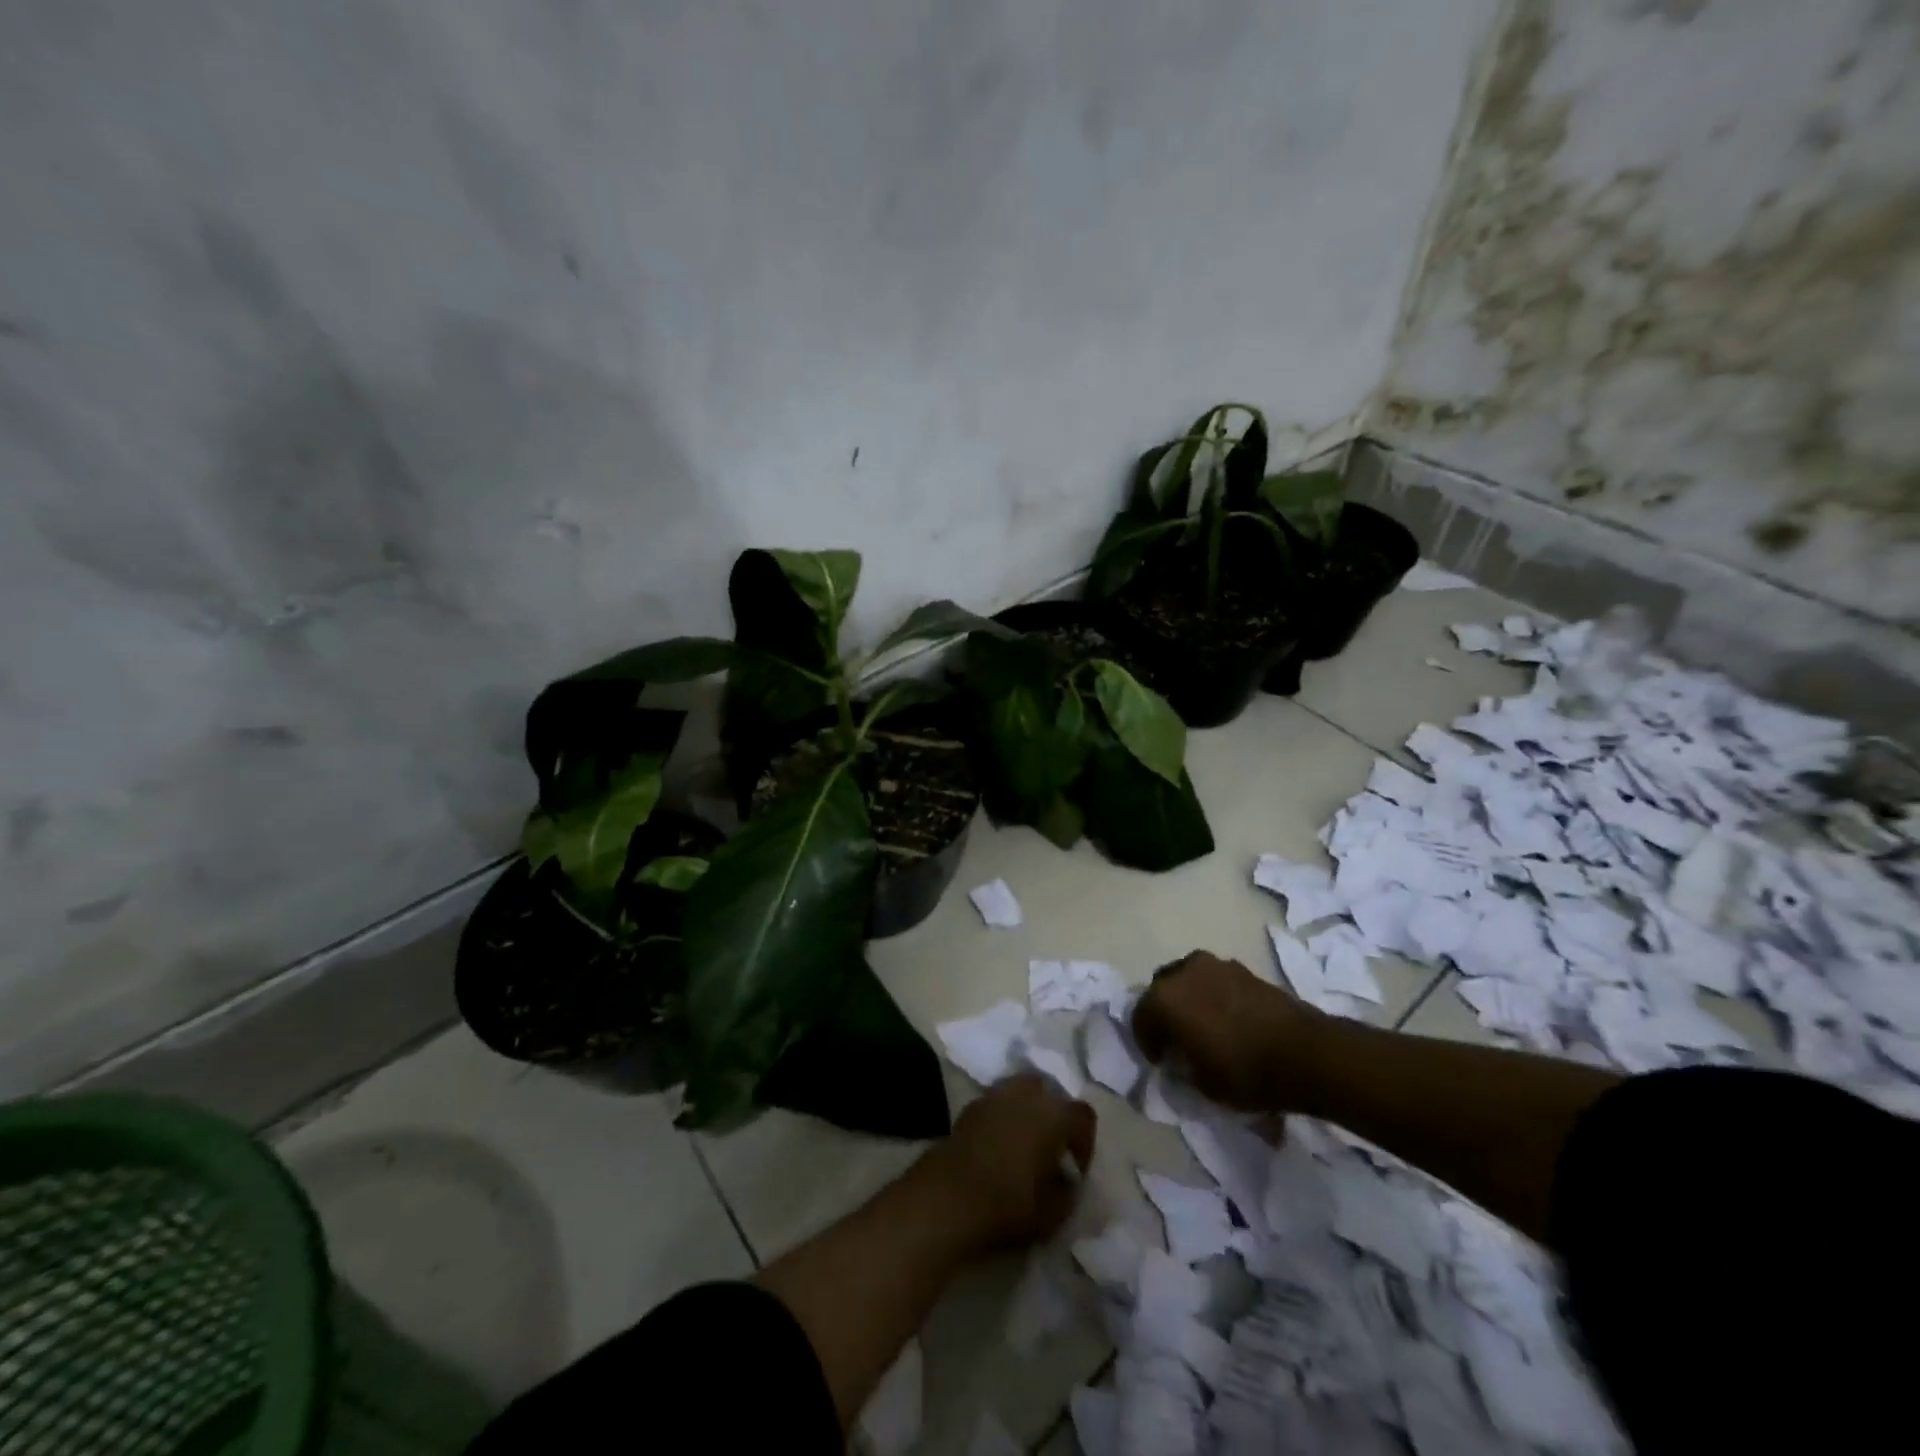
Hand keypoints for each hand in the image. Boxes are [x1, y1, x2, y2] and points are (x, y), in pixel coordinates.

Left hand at [920, 1074, 1095, 1252]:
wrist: (948, 1196)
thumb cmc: (1009, 1204)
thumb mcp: (1054, 1213)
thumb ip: (1068, 1191)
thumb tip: (1067, 1178)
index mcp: (1054, 1115)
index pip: (1084, 1115)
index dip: (1084, 1142)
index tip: (1075, 1168)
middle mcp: (1027, 1094)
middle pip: (1050, 1093)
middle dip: (1054, 1117)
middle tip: (1049, 1149)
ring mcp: (995, 1095)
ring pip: (1021, 1092)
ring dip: (1027, 1112)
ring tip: (1022, 1145)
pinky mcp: (970, 1105)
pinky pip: (997, 1103)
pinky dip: (1002, 1117)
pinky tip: (997, 1146)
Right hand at [1131, 950, 1326, 1110]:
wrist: (1305, 1053)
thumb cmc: (1244, 1071)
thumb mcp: (1202, 1084)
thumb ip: (1182, 1066)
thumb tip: (1180, 1057)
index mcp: (1164, 998)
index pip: (1140, 1017)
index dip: (1147, 1042)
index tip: (1161, 1062)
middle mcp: (1184, 972)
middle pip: (1162, 989)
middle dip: (1165, 1012)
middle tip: (1178, 1038)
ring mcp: (1216, 965)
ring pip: (1189, 979)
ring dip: (1190, 999)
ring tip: (1205, 1025)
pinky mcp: (1244, 969)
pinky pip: (1216, 980)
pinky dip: (1215, 996)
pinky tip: (1229, 1019)